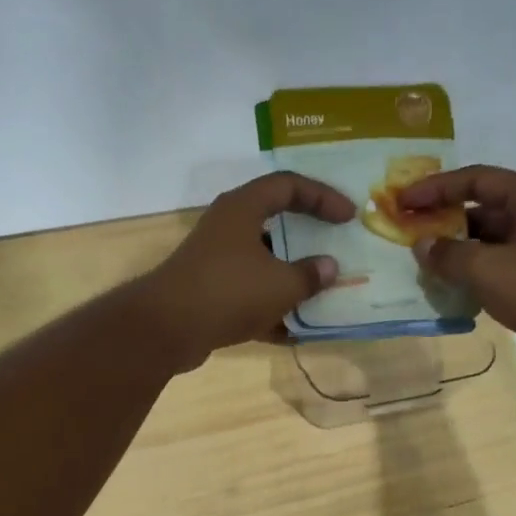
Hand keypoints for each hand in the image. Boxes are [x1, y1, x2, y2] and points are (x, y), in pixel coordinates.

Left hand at [141, 172, 354, 369]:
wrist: (167, 328)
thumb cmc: (229, 292)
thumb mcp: (281, 284)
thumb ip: (310, 275)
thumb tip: (329, 268)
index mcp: (243, 208)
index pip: (288, 185)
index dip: (322, 196)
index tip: (348, 217)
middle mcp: (226, 228)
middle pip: (274, 223)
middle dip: (306, 239)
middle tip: (334, 248)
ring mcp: (215, 261)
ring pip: (261, 262)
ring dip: (290, 277)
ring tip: (321, 292)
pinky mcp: (208, 292)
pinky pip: (248, 294)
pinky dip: (269, 308)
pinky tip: (293, 330)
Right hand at [399, 165, 515, 372]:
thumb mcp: (487, 269)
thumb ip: (449, 254)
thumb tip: (422, 246)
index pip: (475, 179)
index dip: (436, 187)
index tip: (404, 201)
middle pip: (480, 208)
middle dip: (443, 219)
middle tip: (408, 232)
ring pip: (486, 240)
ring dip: (455, 249)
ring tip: (422, 263)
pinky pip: (494, 265)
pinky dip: (470, 272)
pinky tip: (448, 286)